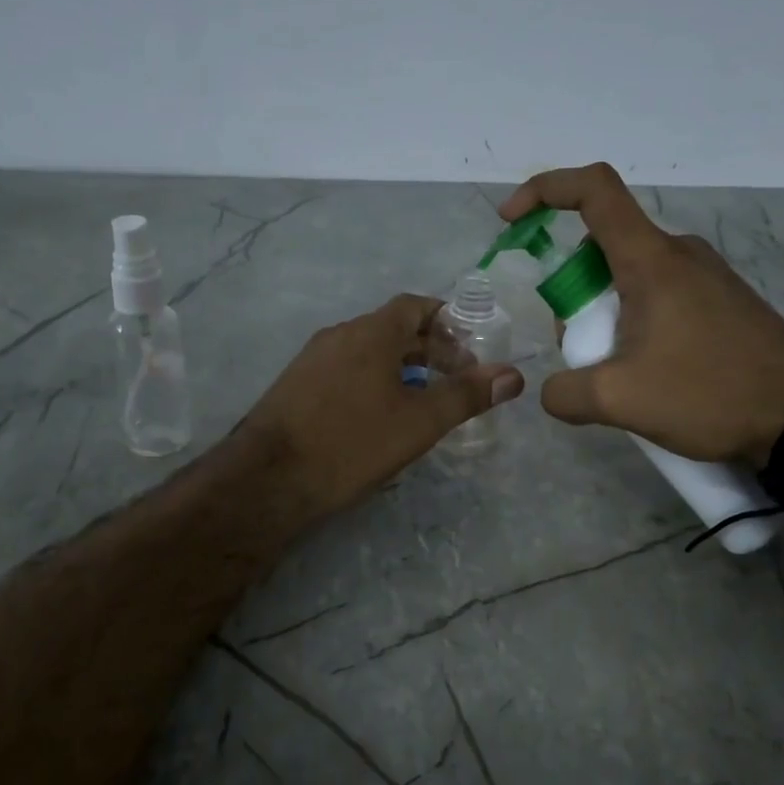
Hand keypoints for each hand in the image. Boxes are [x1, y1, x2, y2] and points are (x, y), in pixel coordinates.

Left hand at [243, 293, 523, 518]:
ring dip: (399, 367)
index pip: (414, 306)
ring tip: (422, 399)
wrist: (270, 478)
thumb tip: (513, 375)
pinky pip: (344, 370)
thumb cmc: (352, 443)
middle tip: (455, 379)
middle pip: (391, 328)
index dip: (446, 321)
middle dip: (428, 349)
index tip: (469, 348)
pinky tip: (377, 416)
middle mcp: (339, 335)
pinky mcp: (295, 386)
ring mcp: (311, 359)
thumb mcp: (419, 422)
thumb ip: (466, 395)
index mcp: (370, 332)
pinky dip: (371, 380)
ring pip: (366, 351)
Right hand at [499, 163, 783, 465]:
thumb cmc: (709, 393)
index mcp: (650, 260)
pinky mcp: (720, 300)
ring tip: (618, 373)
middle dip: (573, 294)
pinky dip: (634, 322)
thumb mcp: (619, 401)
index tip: (512, 219)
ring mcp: (704, 275)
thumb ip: (565, 393)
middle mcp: (678, 253)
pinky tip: (648, 372)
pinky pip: (658, 295)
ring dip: (604, 315)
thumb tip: (552, 391)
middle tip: (582, 351)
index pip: (594, 191)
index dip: (545, 189)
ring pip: (628, 277)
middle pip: (602, 248)